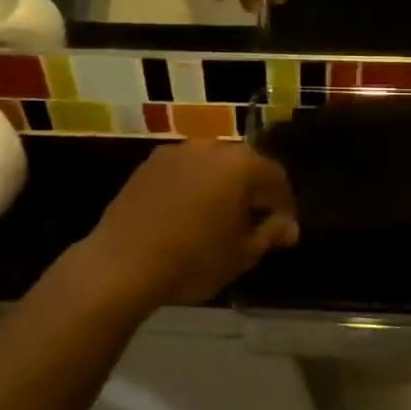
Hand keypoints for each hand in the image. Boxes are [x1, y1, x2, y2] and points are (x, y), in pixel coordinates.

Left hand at [76, 141, 298, 306]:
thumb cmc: (192, 259)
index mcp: (241, 164)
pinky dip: (193, 186)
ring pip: (212, 165)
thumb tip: (289, 226)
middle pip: (243, 165)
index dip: (284, 204)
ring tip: (218, 218)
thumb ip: (270, 233)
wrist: (122, 263)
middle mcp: (211, 146)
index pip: (275, 177)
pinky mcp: (150, 163)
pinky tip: (186, 214)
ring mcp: (177, 151)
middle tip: (253, 223)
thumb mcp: (241, 254)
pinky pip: (184, 170)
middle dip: (252, 191)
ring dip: (221, 186)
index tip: (283, 230)